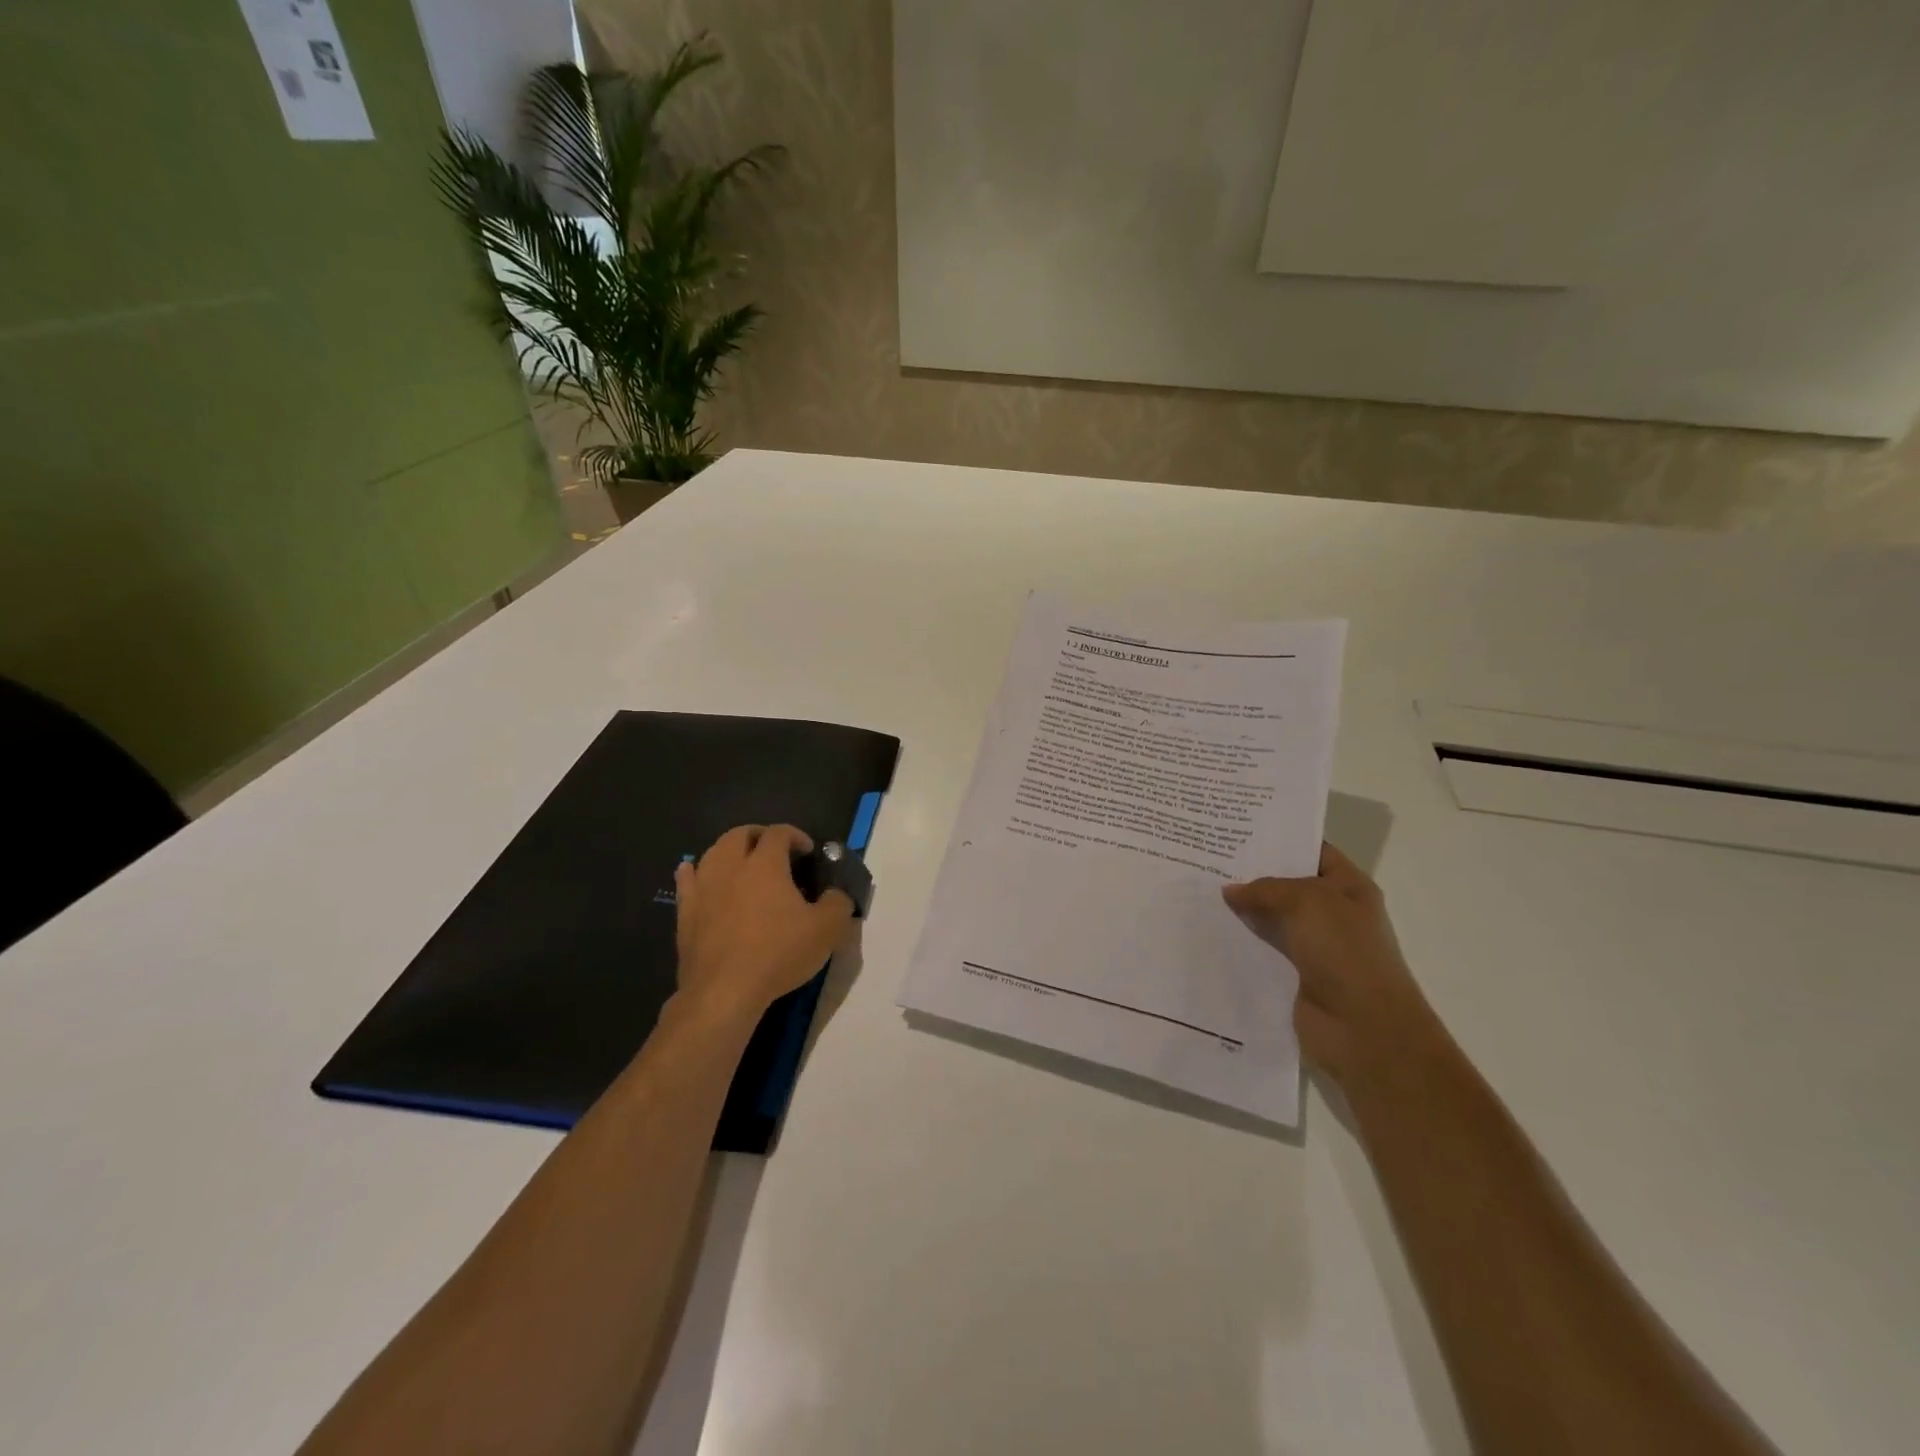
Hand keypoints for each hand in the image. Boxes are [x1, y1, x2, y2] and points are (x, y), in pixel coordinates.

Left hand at [673, 825, 853, 1022]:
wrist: (724, 991)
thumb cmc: (778, 953)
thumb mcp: (827, 929)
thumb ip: (838, 903)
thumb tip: (837, 893)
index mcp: (765, 864)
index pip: (778, 833)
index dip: (796, 835)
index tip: (808, 851)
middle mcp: (731, 866)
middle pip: (740, 834)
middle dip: (759, 835)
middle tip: (776, 851)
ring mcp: (704, 887)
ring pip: (713, 852)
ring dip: (730, 850)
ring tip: (743, 863)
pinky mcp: (686, 911)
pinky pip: (686, 880)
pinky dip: (693, 870)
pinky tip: (694, 871)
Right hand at [1223, 842, 1442, 1091]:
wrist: (1365, 1030)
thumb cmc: (1345, 953)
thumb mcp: (1307, 902)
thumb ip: (1266, 889)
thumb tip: (1231, 890)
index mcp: (1349, 887)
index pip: (1312, 850)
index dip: (1280, 838)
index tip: (1237, 828)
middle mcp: (1333, 913)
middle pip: (1287, 884)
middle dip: (1251, 873)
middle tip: (1206, 856)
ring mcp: (1314, 946)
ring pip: (1271, 918)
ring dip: (1242, 910)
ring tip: (1198, 890)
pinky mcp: (1294, 975)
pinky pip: (1262, 950)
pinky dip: (1240, 942)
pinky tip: (1208, 930)